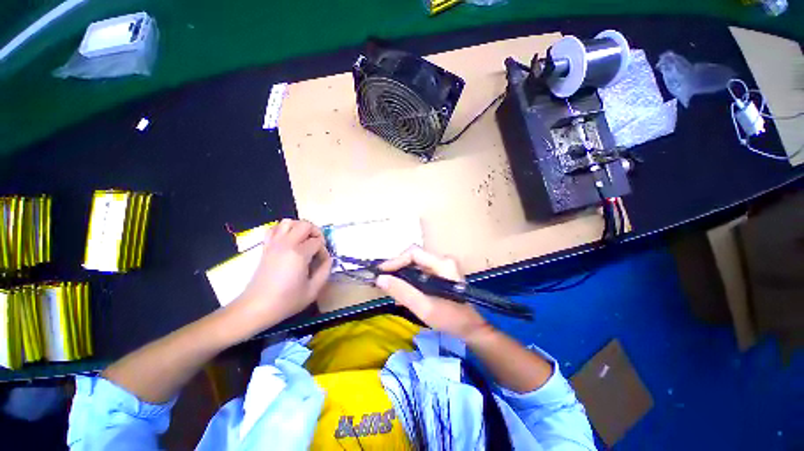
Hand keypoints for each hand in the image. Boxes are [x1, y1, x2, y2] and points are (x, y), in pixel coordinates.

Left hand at [232, 219, 331, 331]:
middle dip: (315, 232)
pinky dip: (283, 230)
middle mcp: (286, 244)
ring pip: (288, 222)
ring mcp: (273, 244)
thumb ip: (325, 270)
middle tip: (317, 246)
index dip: (323, 250)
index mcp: (298, 254)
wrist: (256, 308)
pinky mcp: (265, 247)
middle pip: (305, 225)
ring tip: (304, 240)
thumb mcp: (313, 290)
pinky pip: (274, 229)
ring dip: (299, 227)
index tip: (322, 262)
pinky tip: (288, 240)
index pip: (318, 242)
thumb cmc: (286, 301)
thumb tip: (328, 258)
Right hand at [376, 246, 490, 340]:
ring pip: (415, 265)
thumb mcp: (424, 307)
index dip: (395, 261)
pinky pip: (420, 272)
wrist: (472, 329)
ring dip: (402, 275)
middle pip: (414, 257)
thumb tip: (380, 279)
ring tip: (391, 290)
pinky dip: (409, 280)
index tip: (380, 273)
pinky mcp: (440, 274)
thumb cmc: (451, 319)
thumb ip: (402, 292)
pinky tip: (403, 293)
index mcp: (442, 264)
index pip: (413, 253)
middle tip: (383, 282)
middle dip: (397, 268)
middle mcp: (443, 260)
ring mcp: (443, 267)